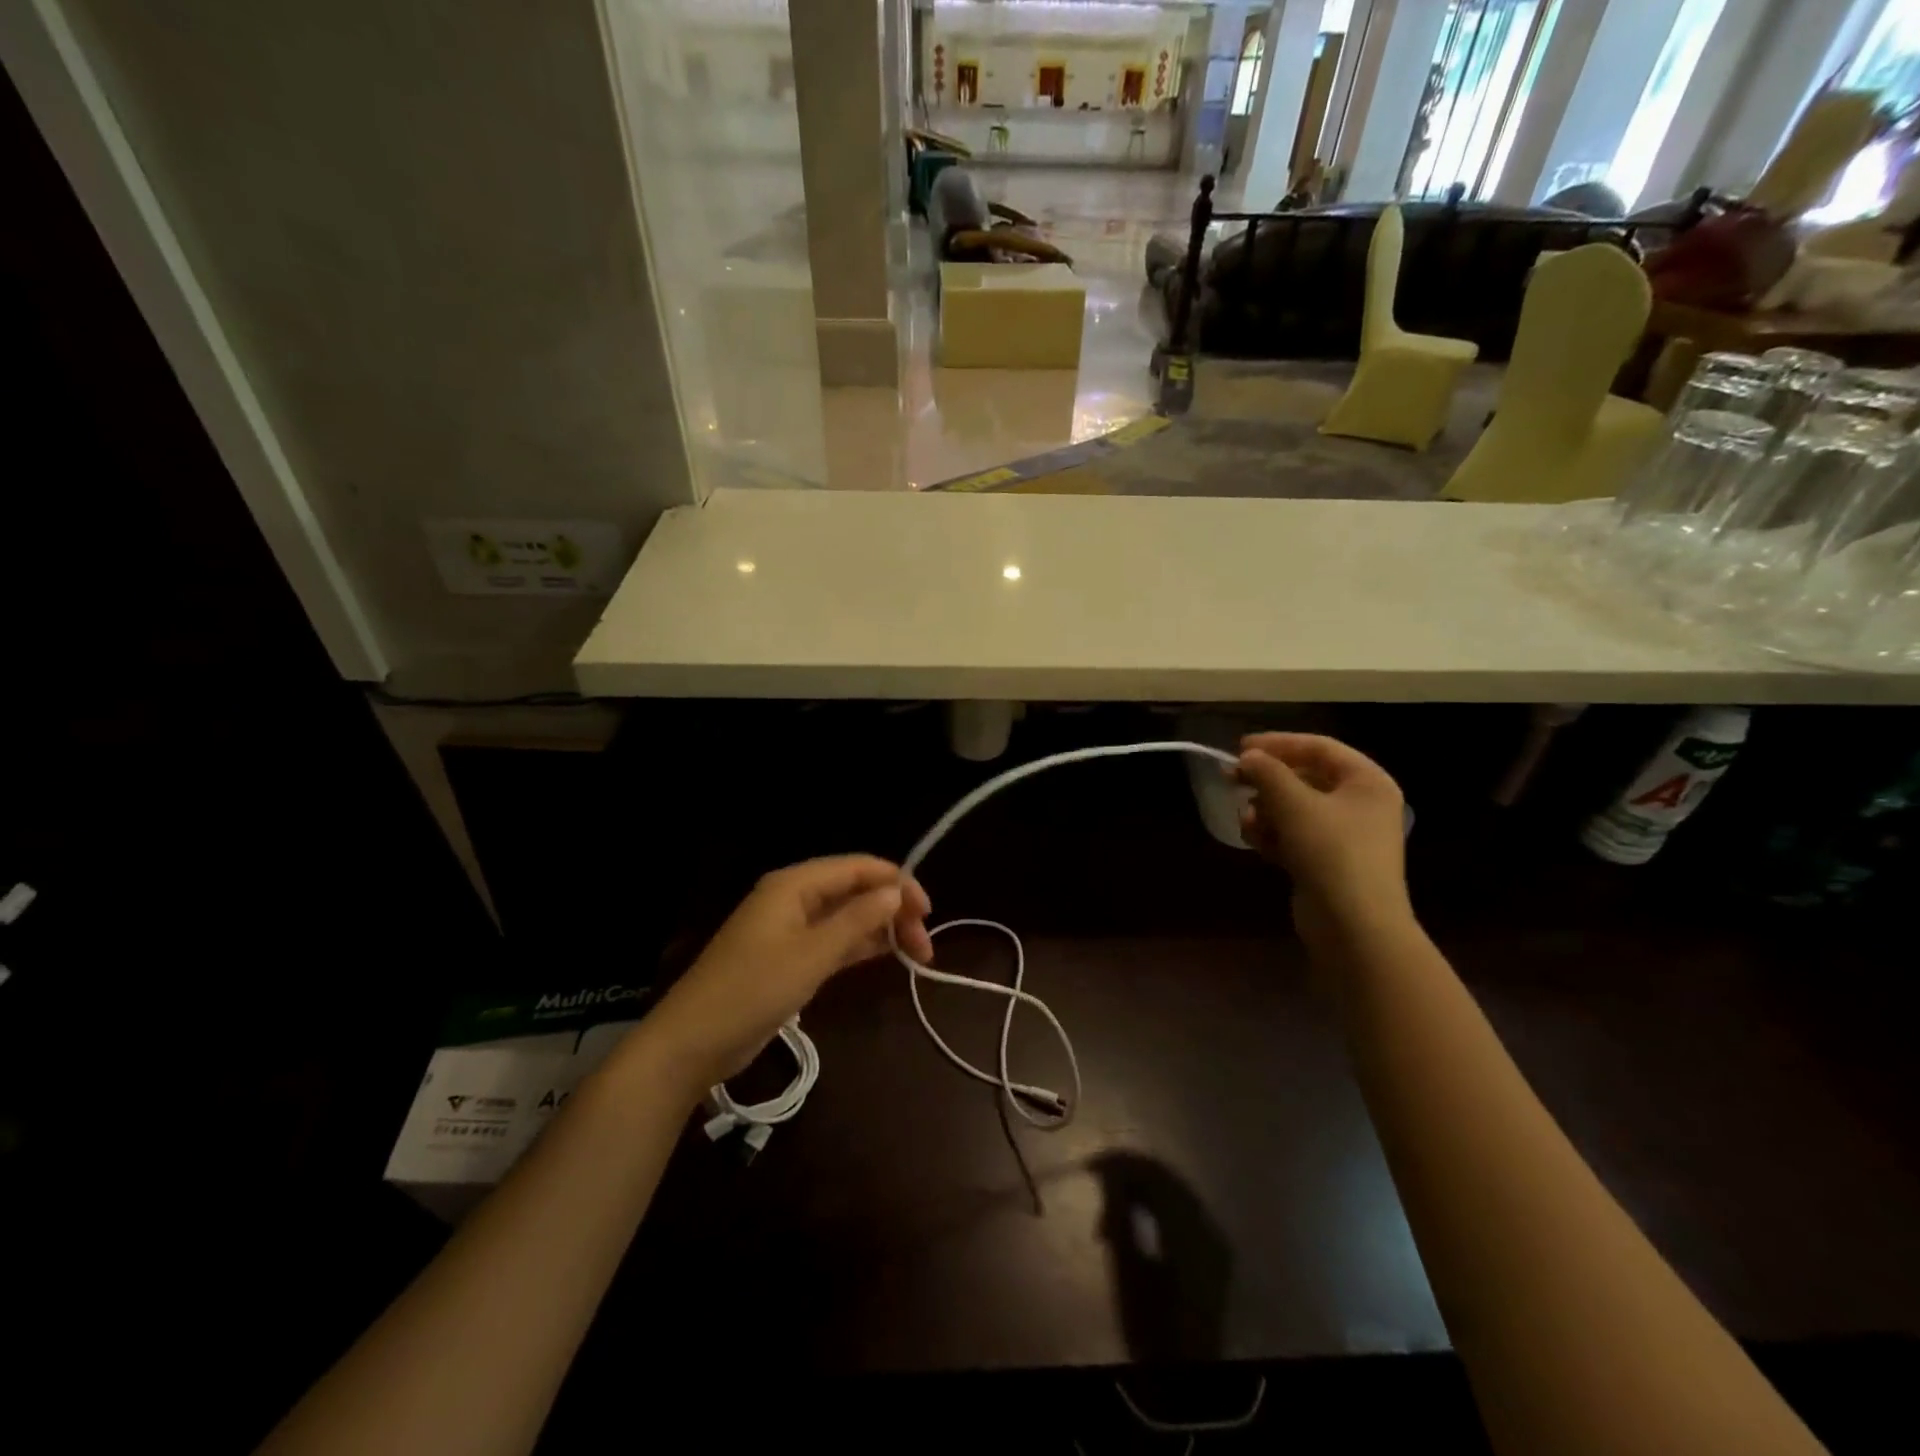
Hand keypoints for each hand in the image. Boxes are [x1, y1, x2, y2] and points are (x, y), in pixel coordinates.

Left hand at [639, 856, 932, 1092]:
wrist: (693, 1043)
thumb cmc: (752, 990)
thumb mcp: (811, 955)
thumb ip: (856, 921)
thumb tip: (895, 892)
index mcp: (795, 884)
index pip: (858, 868)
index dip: (897, 883)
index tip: (928, 912)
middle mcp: (794, 897)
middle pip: (855, 890)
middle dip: (893, 910)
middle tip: (925, 946)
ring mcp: (791, 928)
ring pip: (848, 916)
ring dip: (881, 930)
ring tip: (917, 954)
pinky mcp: (790, 957)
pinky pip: (834, 939)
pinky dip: (860, 945)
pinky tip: (887, 955)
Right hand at [1235, 733, 1411, 948]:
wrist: (1354, 926)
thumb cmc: (1331, 852)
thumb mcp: (1294, 804)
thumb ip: (1267, 772)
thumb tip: (1248, 757)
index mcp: (1367, 781)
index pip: (1319, 747)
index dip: (1278, 743)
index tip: (1240, 747)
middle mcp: (1361, 804)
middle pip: (1305, 778)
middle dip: (1267, 781)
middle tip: (1232, 779)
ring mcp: (1346, 836)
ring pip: (1295, 808)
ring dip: (1266, 810)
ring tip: (1247, 820)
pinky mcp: (1328, 862)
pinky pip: (1295, 836)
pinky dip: (1274, 834)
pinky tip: (1255, 840)